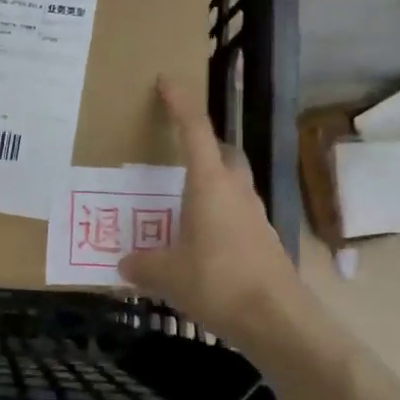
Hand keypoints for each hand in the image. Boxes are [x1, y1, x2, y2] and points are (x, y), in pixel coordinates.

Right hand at [118, 78, 307, 346]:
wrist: (276, 318)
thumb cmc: (217, 282)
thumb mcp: (167, 274)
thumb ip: (142, 264)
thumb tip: (124, 263)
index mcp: (210, 184)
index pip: (193, 130)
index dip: (180, 103)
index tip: (167, 81)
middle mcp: (236, 191)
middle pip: (222, 153)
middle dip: (202, 146)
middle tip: (175, 154)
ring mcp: (254, 215)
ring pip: (232, 184)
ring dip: (210, 184)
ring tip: (181, 204)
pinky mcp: (263, 239)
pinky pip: (236, 214)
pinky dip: (217, 216)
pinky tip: (200, 241)